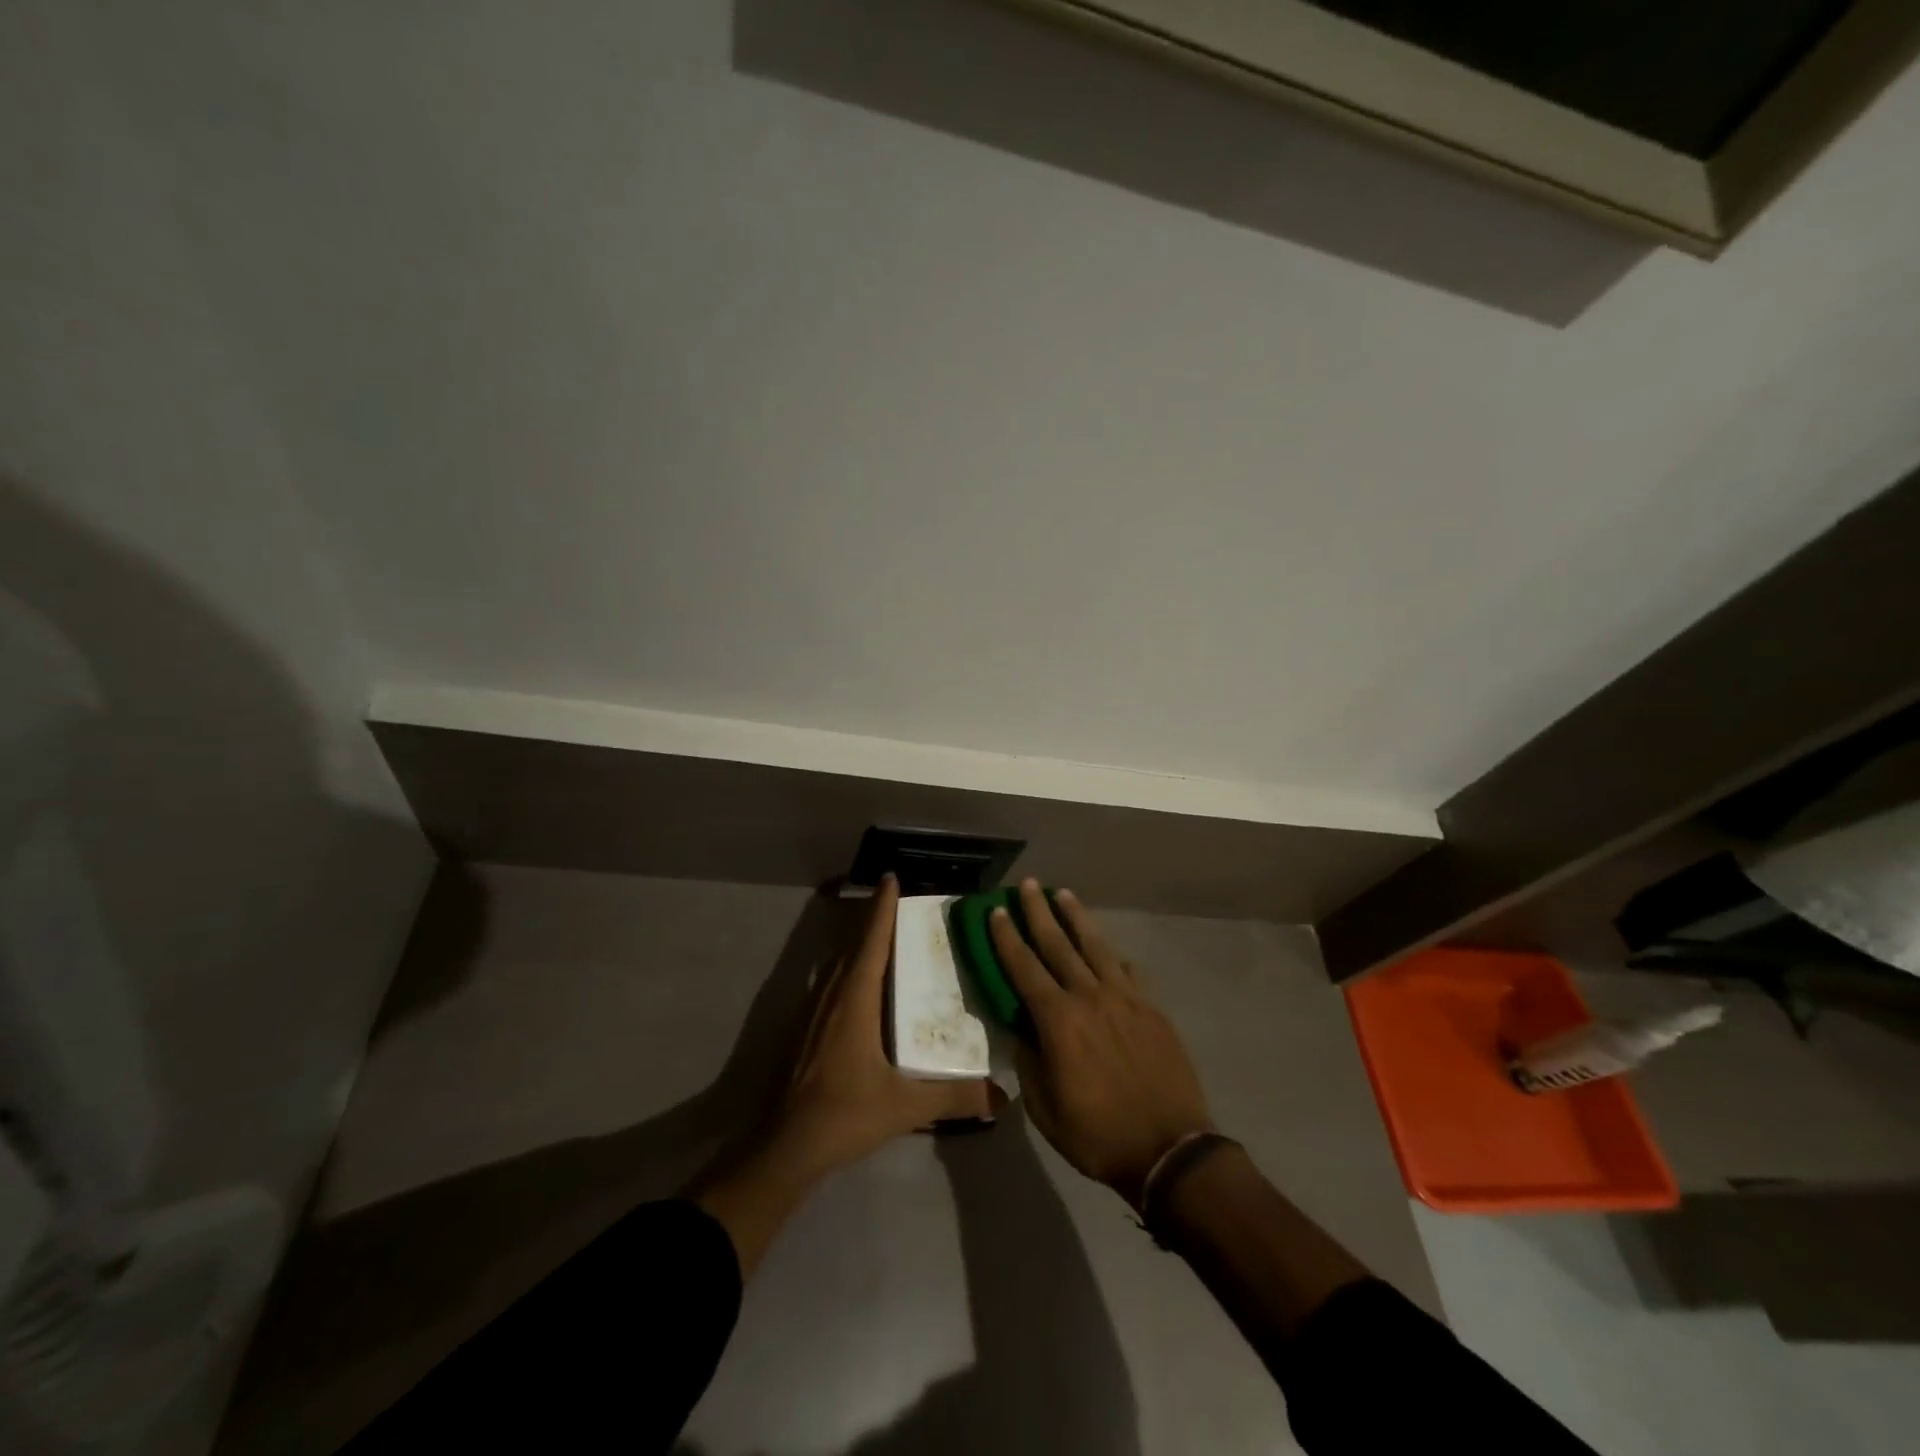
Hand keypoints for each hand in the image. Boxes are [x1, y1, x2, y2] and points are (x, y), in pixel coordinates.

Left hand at [694, 877, 998, 1275]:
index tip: (891, 878)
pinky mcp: (803, 1030)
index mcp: (854, 1000)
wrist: (784, 1146)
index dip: (881, 908)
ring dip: (858, 944)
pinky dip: (847, 969)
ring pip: (837, 964)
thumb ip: (954, 1097)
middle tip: (898, 905)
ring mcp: (812, 1012)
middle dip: (873, 921)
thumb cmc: (844, 1114)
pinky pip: (829, 984)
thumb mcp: (905, 1106)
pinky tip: (859, 986)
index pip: (872, 942)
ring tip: (883, 938)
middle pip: (853, 946)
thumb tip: (1001, 1095)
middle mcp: (831, 996)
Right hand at [991, 880, 1214, 1207]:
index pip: (1024, 968)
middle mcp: (1090, 997)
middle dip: (1039, 912)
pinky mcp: (1152, 1008)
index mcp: (1058, 1020)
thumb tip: (1024, 1029)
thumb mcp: (1045, 1108)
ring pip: (1096, 947)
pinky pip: (1129, 972)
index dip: (1007, 938)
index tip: (997, 911)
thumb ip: (1030, 1061)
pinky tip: (1111, 951)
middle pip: (1058, 944)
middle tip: (1028, 884)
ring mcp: (1125, 999)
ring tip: (1064, 894)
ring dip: (1077, 918)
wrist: (1170, 1149)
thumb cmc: (1097, 1134)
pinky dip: (1115, 957)